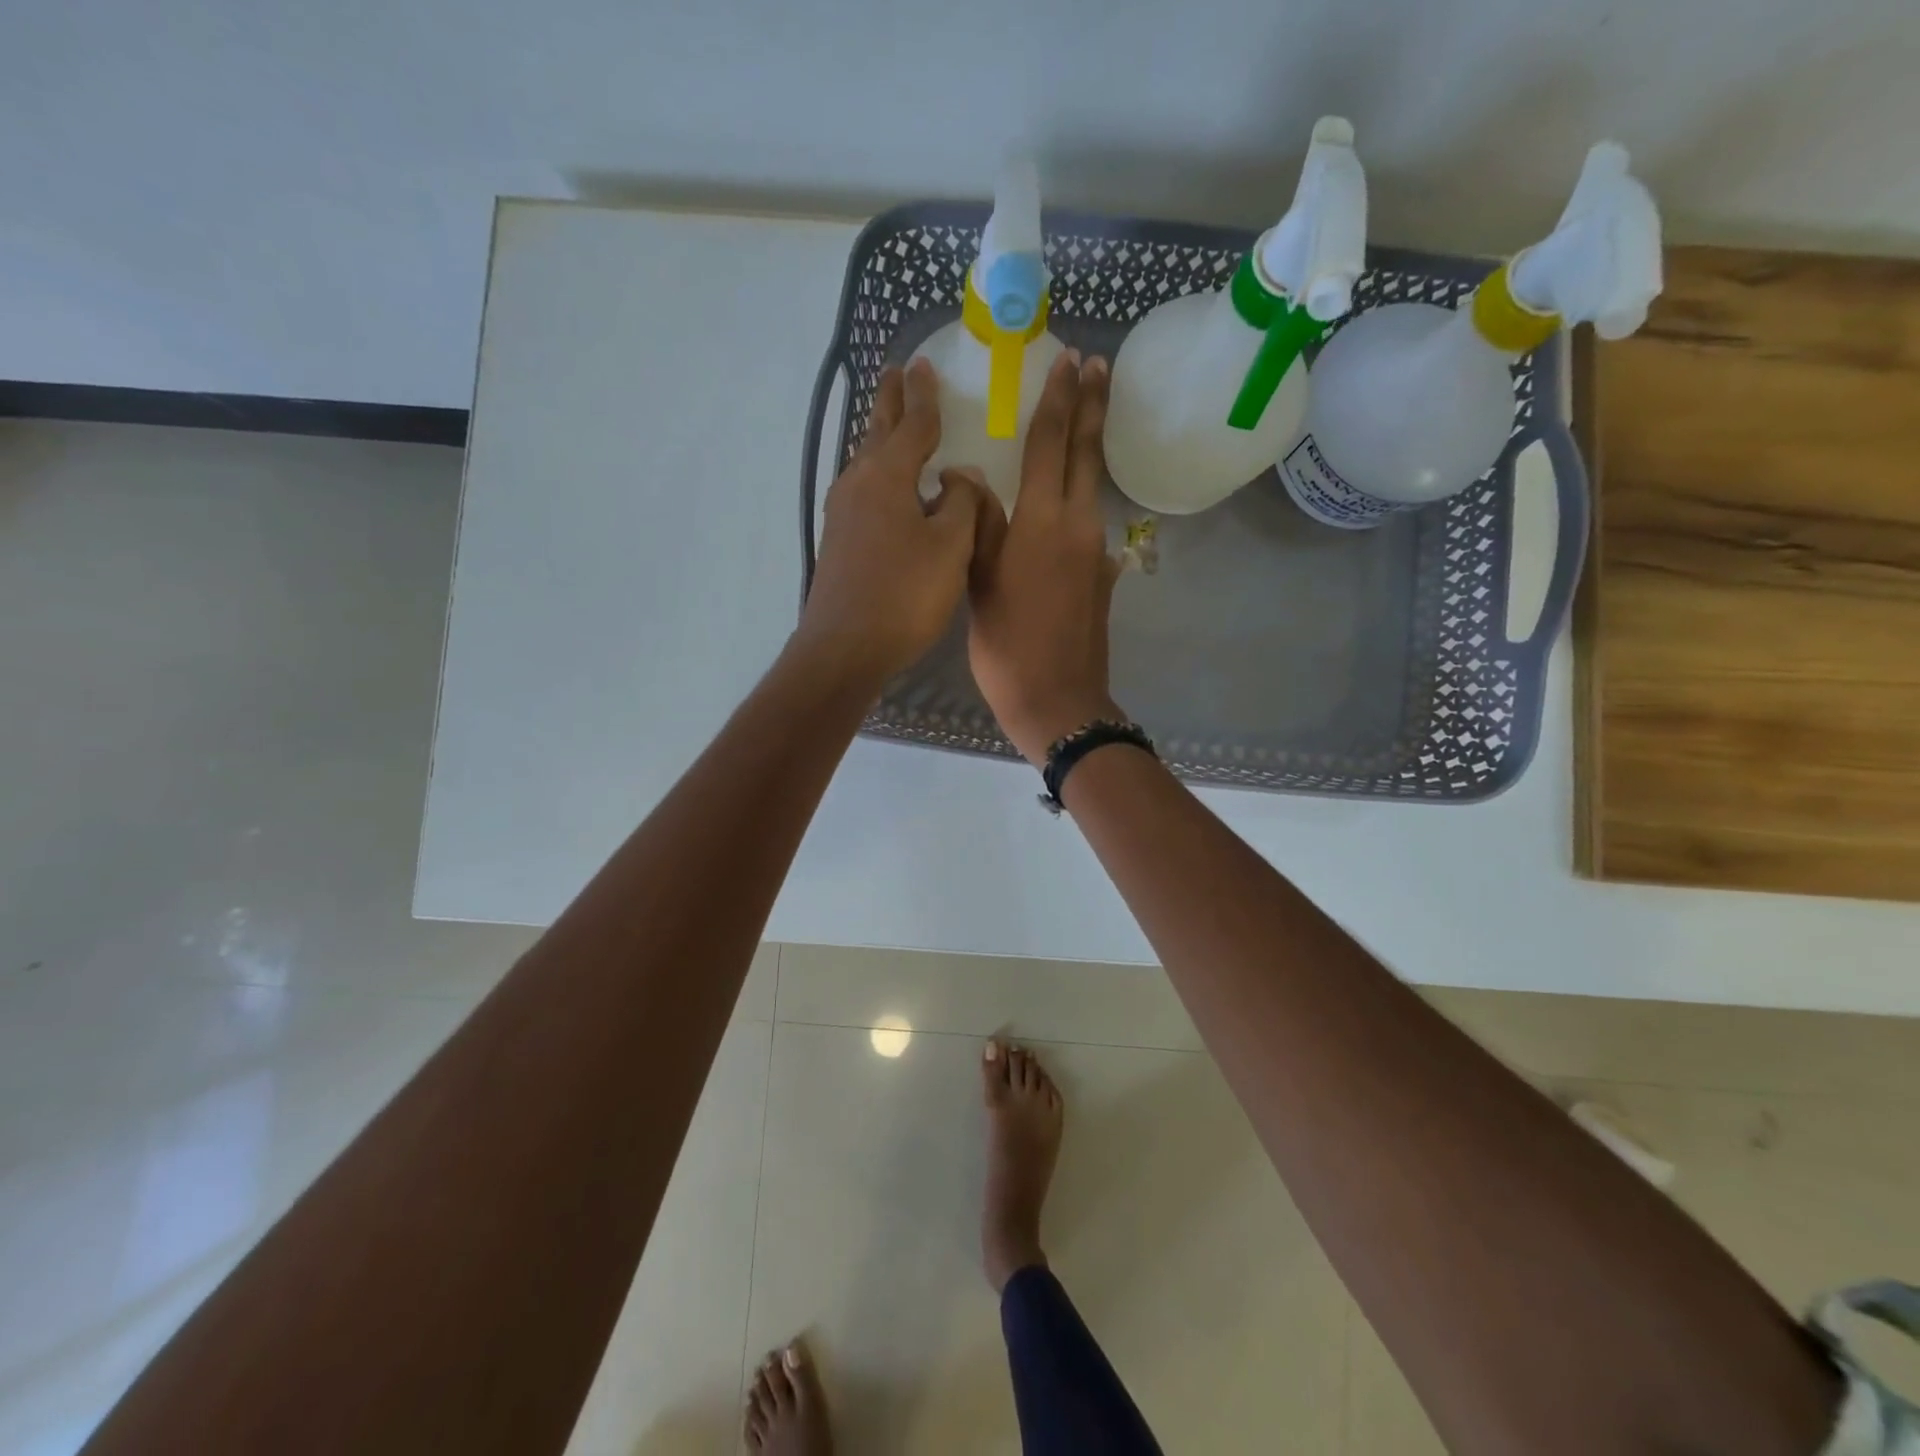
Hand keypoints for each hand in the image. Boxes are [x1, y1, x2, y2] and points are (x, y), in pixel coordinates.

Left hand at [797, 358, 997, 687]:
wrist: (845, 648)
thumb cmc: (904, 594)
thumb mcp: (950, 546)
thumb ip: (962, 503)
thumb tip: (960, 476)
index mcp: (888, 476)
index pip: (913, 424)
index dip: (924, 397)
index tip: (924, 366)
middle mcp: (858, 485)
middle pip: (878, 433)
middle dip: (890, 402)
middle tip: (896, 373)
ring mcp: (843, 514)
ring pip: (867, 462)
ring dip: (881, 437)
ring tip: (891, 421)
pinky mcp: (839, 542)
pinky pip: (863, 492)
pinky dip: (879, 474)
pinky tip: (885, 487)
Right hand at [967, 350, 1121, 765]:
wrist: (1058, 699)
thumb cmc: (1007, 644)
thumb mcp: (980, 581)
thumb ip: (978, 523)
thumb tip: (968, 475)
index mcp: (1042, 521)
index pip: (1052, 444)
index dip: (1059, 400)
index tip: (1070, 361)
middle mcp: (1078, 524)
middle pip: (1088, 453)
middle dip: (1093, 405)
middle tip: (1098, 365)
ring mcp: (1096, 550)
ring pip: (1094, 484)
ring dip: (1090, 445)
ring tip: (1085, 415)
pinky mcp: (1101, 574)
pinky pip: (1090, 519)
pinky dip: (1082, 494)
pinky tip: (1068, 496)